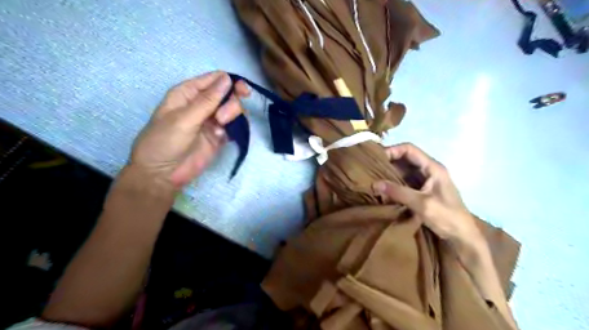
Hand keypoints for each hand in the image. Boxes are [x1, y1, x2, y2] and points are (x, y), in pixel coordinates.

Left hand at [129, 72, 248, 189]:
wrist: (163, 174)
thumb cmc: (165, 141)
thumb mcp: (184, 118)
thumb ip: (208, 100)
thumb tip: (227, 78)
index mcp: (188, 93)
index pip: (214, 79)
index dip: (229, 82)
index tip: (241, 91)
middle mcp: (202, 104)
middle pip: (228, 93)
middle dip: (232, 101)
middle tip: (223, 117)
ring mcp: (212, 120)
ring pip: (233, 109)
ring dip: (232, 114)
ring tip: (221, 127)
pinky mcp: (220, 136)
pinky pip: (234, 125)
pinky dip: (235, 127)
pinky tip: (224, 135)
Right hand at [372, 144, 482, 250]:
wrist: (462, 237)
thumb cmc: (447, 217)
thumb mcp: (421, 203)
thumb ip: (398, 192)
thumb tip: (374, 184)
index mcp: (433, 167)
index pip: (409, 149)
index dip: (393, 150)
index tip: (377, 159)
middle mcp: (429, 170)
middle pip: (405, 158)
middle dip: (388, 161)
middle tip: (371, 168)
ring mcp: (426, 180)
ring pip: (404, 170)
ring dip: (390, 173)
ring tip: (374, 177)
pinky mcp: (422, 190)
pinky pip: (405, 181)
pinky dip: (394, 182)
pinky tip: (384, 188)